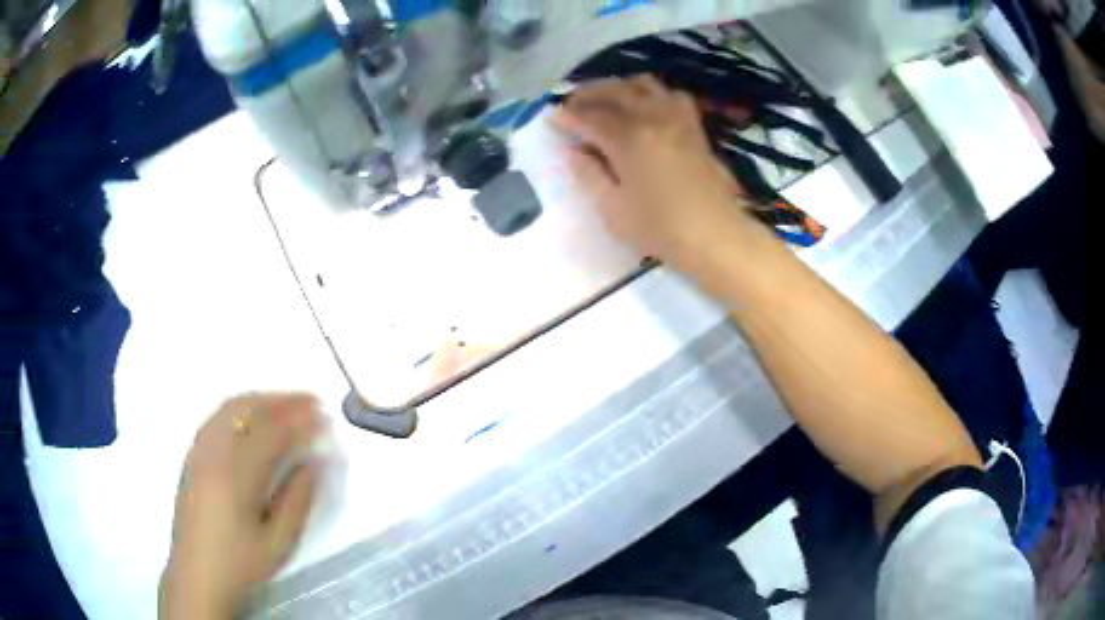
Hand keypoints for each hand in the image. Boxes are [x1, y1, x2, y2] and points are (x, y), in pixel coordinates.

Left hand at [160, 393, 323, 618]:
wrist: (197, 574)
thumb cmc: (241, 563)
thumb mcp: (278, 542)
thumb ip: (298, 500)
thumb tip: (313, 463)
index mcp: (237, 474)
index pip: (273, 434)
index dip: (301, 422)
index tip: (325, 418)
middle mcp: (214, 452)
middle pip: (249, 410)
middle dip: (283, 401)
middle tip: (311, 402)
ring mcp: (199, 450)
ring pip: (231, 408)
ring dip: (262, 400)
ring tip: (287, 404)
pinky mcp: (192, 456)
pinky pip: (218, 418)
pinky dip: (242, 408)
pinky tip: (254, 418)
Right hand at [552, 75, 753, 269]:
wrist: (717, 236)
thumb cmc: (662, 230)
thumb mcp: (614, 211)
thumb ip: (589, 175)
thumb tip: (574, 151)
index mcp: (630, 140)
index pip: (590, 117)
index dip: (568, 116)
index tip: (552, 118)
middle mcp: (653, 118)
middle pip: (615, 91)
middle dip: (588, 93)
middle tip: (572, 105)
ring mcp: (678, 119)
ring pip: (644, 85)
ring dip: (619, 87)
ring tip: (605, 101)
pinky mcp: (694, 127)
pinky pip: (671, 94)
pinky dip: (651, 93)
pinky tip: (644, 107)